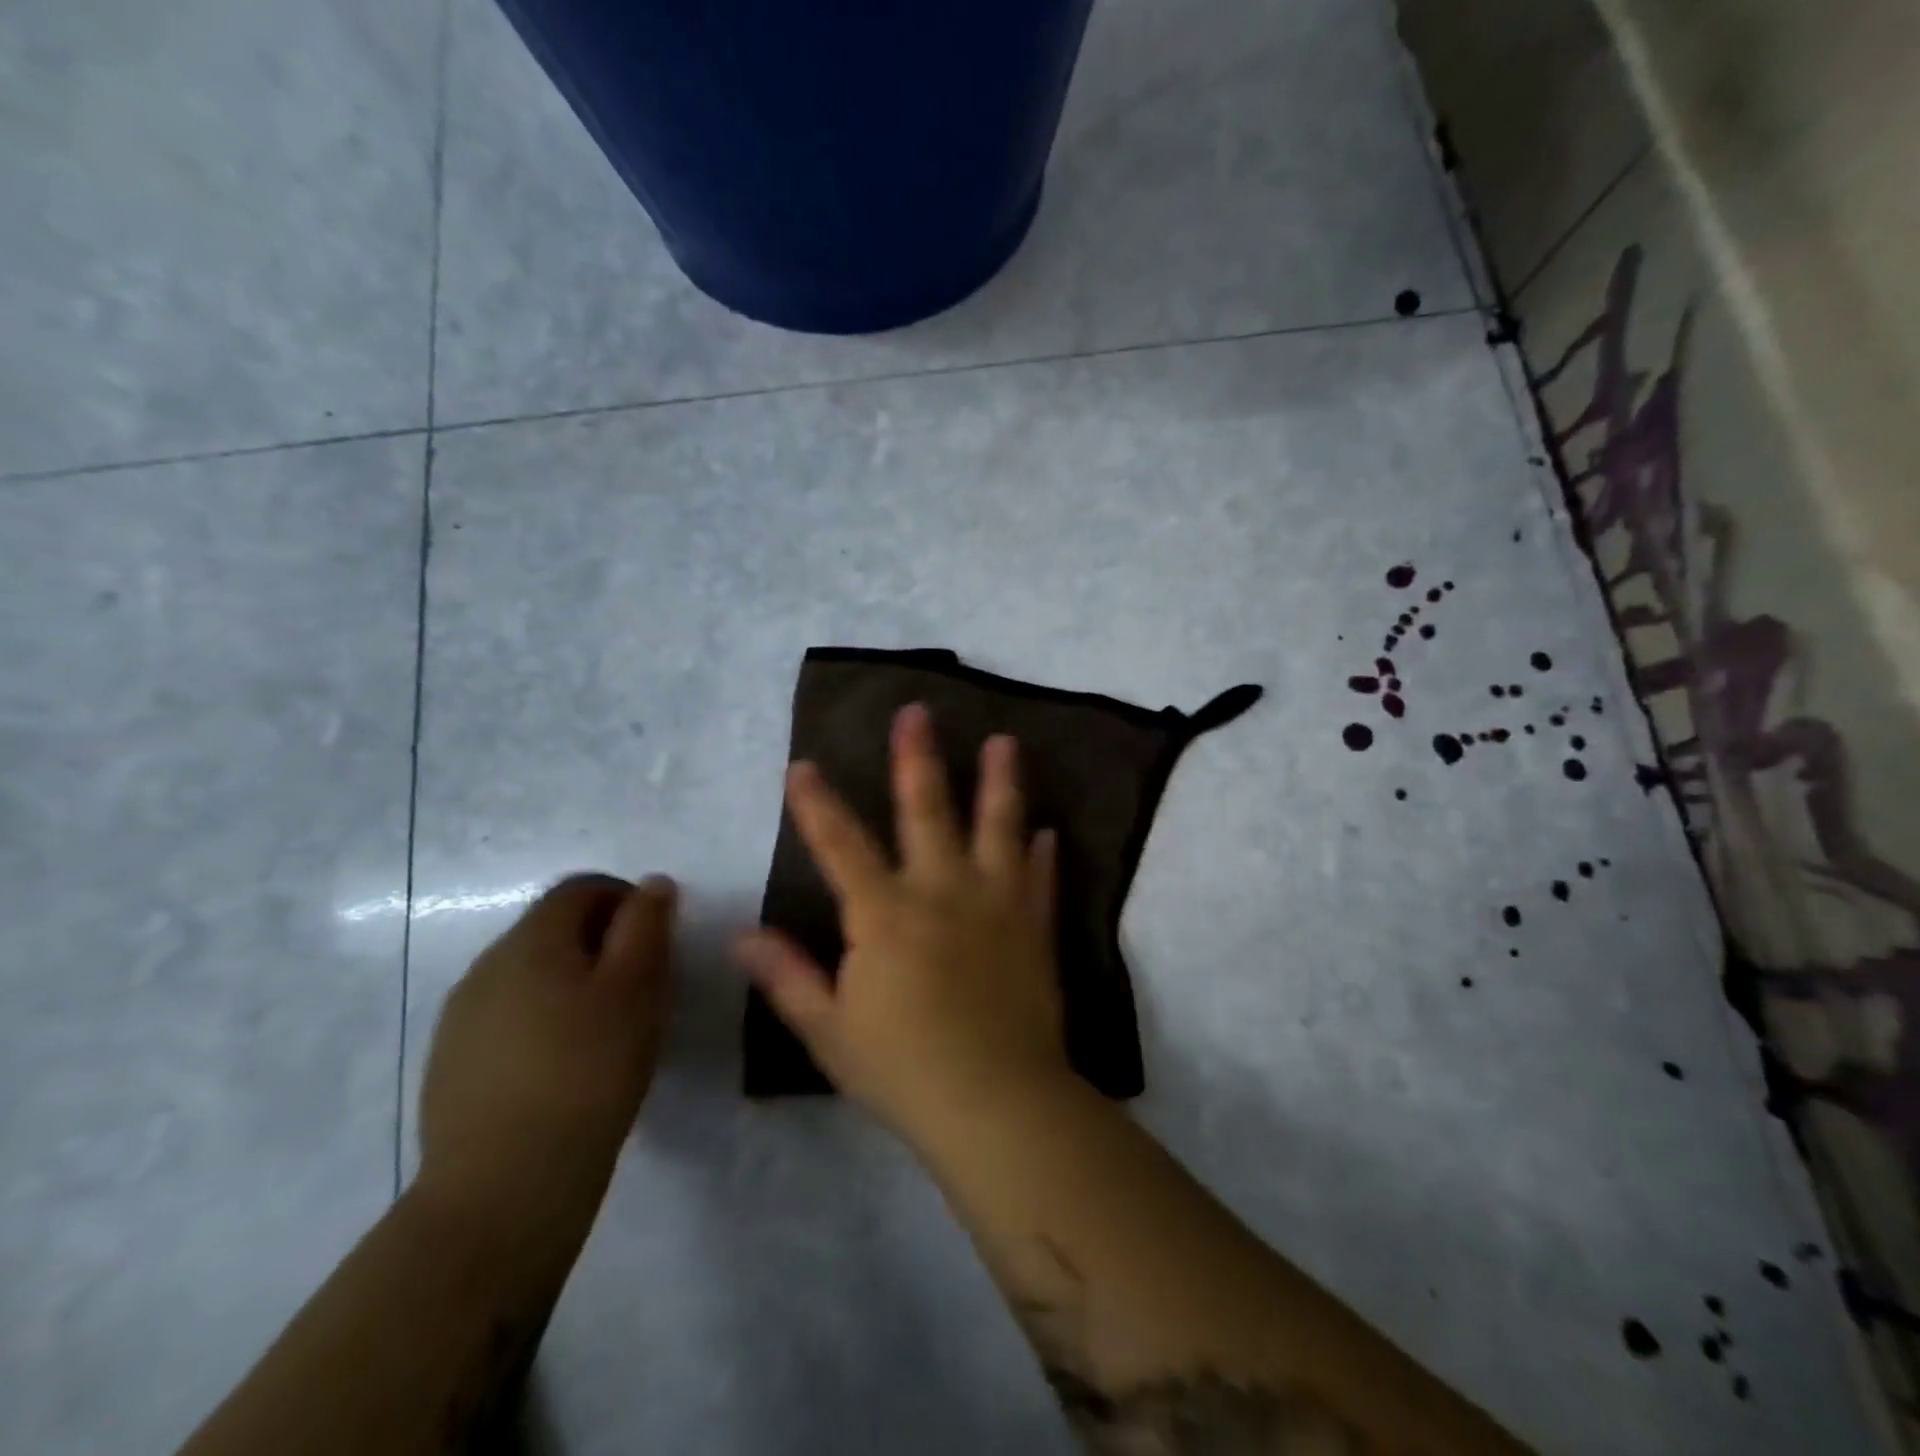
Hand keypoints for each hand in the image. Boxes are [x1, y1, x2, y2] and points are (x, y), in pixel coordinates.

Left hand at [418, 874, 675, 1232]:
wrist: (503, 1190)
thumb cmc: (587, 1073)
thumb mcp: (638, 989)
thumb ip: (647, 926)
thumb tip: (653, 883)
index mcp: (530, 941)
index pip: (579, 889)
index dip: (625, 899)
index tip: (656, 940)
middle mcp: (486, 966)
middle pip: (551, 928)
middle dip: (600, 942)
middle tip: (640, 987)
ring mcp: (460, 1019)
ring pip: (529, 975)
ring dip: (570, 982)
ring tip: (605, 1030)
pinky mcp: (451, 1065)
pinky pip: (507, 1017)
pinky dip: (542, 1021)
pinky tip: (563, 1067)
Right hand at [734, 704, 1066, 1142]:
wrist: (997, 1102)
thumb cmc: (903, 1070)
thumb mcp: (829, 1030)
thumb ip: (788, 977)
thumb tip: (740, 935)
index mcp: (884, 914)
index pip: (840, 846)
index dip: (817, 804)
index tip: (801, 766)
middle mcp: (940, 892)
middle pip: (926, 810)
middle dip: (917, 758)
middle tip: (917, 713)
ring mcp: (994, 904)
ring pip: (997, 828)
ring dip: (998, 782)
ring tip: (1005, 741)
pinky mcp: (1033, 928)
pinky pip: (1039, 879)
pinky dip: (1042, 854)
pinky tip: (1048, 831)